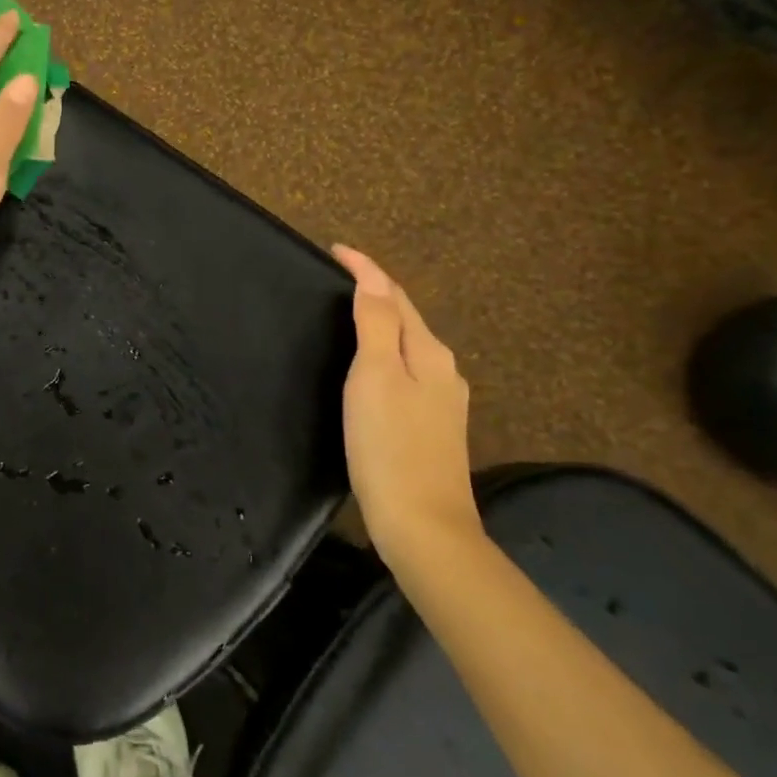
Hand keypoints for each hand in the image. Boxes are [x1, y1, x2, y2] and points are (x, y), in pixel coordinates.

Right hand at [332, 245, 481, 569]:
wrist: (424, 527)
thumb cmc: (389, 447)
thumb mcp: (376, 377)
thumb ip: (376, 325)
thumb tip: (372, 280)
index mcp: (427, 352)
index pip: (394, 295)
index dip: (365, 268)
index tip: (335, 249)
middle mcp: (441, 369)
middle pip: (405, 316)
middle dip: (375, 289)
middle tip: (339, 274)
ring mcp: (441, 400)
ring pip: (407, 343)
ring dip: (382, 319)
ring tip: (348, 310)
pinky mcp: (432, 426)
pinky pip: (406, 369)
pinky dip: (385, 350)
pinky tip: (371, 365)